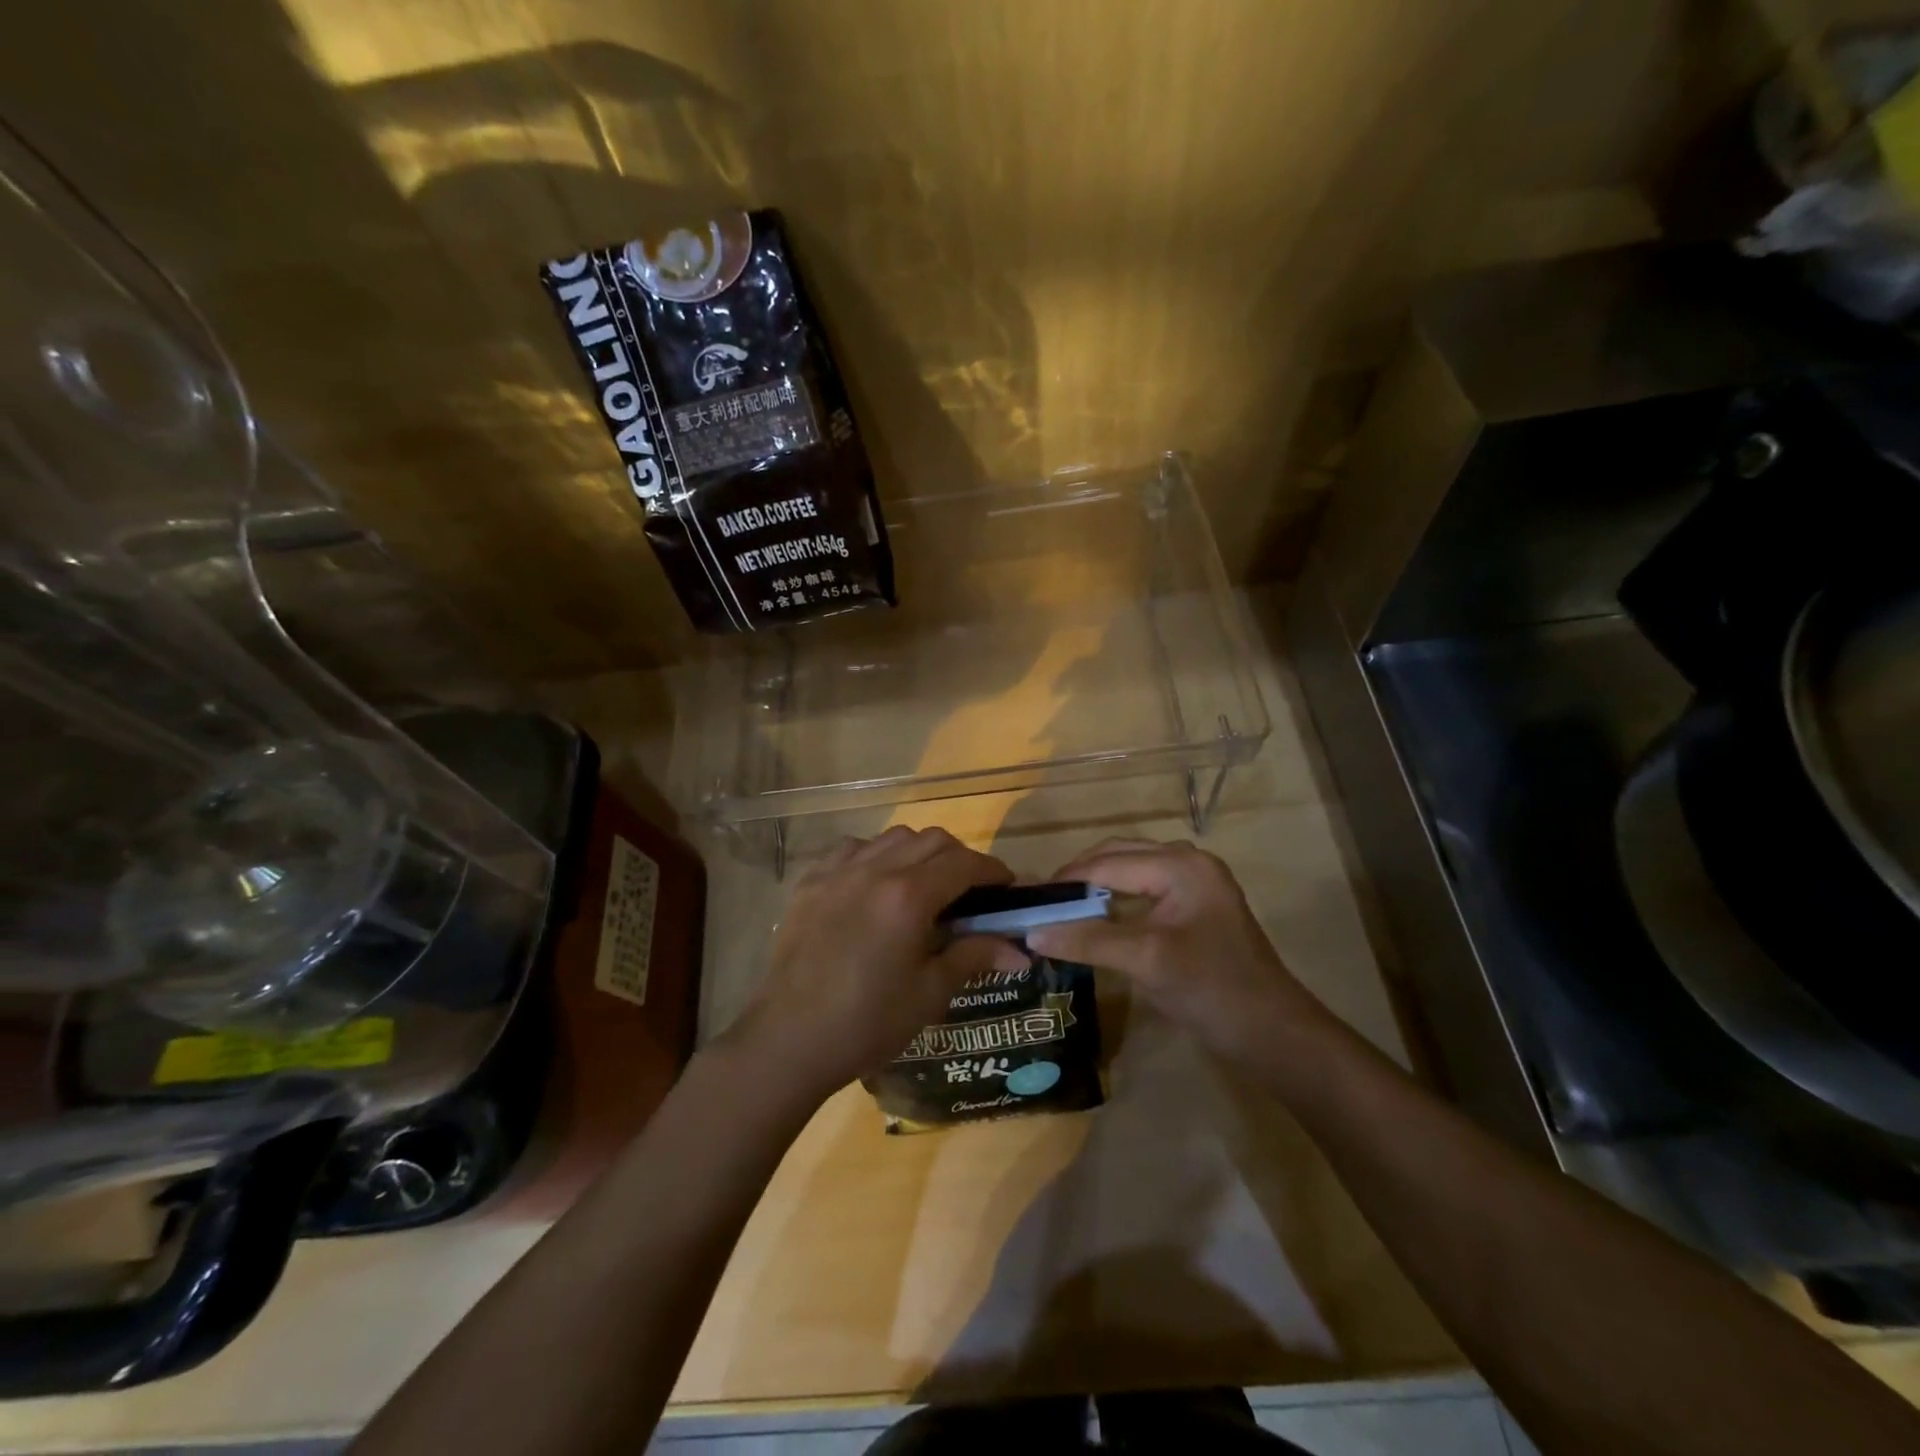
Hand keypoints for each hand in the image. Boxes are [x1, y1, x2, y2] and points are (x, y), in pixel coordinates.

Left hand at [731, 827, 1027, 1102]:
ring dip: (918, 851)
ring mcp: (837, 871)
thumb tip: (1021, 952)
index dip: (992, 871)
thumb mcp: (929, 993)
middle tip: (969, 890)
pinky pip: (852, 848)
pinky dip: (874, 855)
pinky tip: (874, 884)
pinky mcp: (810, 882)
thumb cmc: (867, 1023)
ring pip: (892, 837)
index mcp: (909, 897)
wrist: (789, 1040)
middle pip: (932, 839)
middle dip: (959, 858)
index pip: (964, 864)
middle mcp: (875, 870)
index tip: (1007, 887)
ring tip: (922, 884)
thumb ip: (974, 957)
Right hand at [1026, 838, 1334, 1067]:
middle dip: (1078, 879)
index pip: (1108, 863)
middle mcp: (1188, 862)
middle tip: (1039, 905)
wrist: (1274, 1036)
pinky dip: (1114, 904)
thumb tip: (1030, 932)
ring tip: (1059, 912)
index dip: (1066, 881)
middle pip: (1118, 858)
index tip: (1026, 899)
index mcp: (1181, 864)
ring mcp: (1194, 885)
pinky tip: (1093, 922)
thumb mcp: (1145, 961)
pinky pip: (1143, 893)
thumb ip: (1088, 940)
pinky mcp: (1194, 909)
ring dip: (1095, 889)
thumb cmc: (1212, 990)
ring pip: (1129, 874)